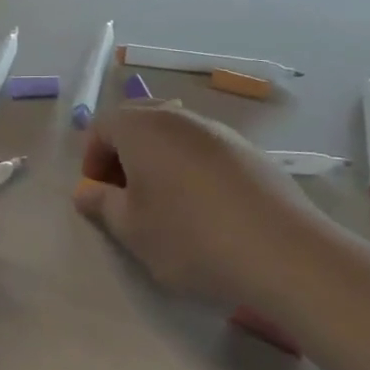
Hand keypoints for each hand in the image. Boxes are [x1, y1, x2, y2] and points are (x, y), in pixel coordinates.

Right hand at [72, 104, 345, 311]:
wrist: (284, 252)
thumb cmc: (190, 237)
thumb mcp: (131, 230)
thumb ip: (101, 204)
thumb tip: (86, 191)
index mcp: (142, 127)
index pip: (102, 127)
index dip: (92, 159)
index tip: (98, 195)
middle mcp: (179, 117)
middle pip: (138, 121)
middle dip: (124, 153)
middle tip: (125, 193)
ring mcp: (219, 131)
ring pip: (174, 134)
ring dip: (159, 159)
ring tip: (165, 203)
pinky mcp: (251, 151)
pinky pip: (206, 149)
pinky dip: (192, 168)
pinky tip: (205, 209)